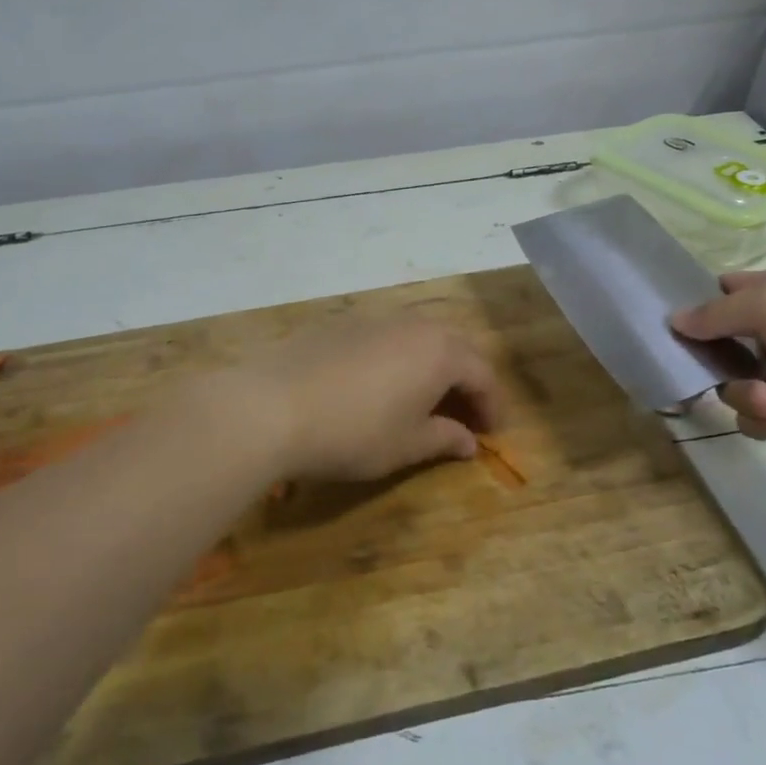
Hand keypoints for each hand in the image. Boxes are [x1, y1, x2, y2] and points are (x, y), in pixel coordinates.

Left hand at [223, 318, 501, 482]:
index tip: (492, 434)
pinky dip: (397, 358)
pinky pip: (385, 337)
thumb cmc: (354, 432)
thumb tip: (469, 441)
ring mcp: (375, 319)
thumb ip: (444, 439)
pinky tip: (379, 385)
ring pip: (419, 337)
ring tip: (425, 398)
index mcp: (441, 352)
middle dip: (466, 380)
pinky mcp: (341, 323)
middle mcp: (414, 325)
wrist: (273, 405)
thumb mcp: (406, 445)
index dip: (492, 406)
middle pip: (455, 348)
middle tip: (464, 414)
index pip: (482, 375)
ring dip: (432, 366)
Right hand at [668, 268, 765, 442]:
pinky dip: (764, 419)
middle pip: (720, 345)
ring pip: (736, 385)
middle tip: (708, 370)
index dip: (699, 304)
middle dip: (712, 361)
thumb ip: (715, 313)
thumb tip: (673, 320)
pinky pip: (760, 418)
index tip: (671, 325)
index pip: (725, 292)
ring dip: (744, 395)